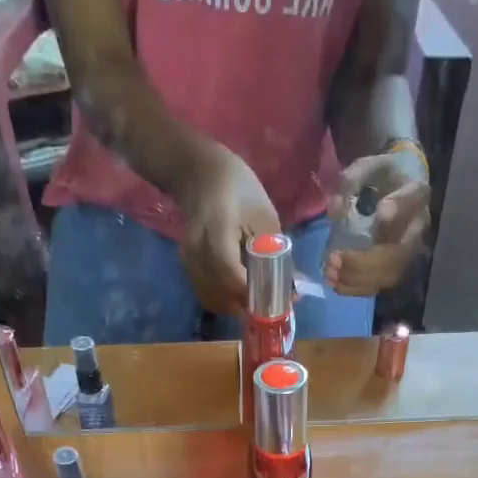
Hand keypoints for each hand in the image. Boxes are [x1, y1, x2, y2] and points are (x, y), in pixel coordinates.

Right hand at [176, 145, 280, 314]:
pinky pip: (205, 293)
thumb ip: (274, 251)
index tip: (274, 302)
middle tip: (268, 305)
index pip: (232, 276)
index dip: (253, 294)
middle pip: (221, 293)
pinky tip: (237, 295)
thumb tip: (290, 286)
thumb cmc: (235, 185)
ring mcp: (188, 260)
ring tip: (255, 301)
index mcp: (217, 233)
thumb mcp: (263, 213)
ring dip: (234, 306)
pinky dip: (222, 300)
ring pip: (212, 298)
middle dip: (246, 305)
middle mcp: (197, 251)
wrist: (197, 171)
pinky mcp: (186, 266)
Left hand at [324, 149, 430, 296]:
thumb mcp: (368, 168)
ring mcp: (409, 252)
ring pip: (388, 274)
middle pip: (398, 252)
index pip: (412, 199)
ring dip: (357, 278)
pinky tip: (336, 284)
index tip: (381, 211)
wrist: (396, 189)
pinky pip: (379, 285)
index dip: (399, 207)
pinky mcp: (396, 268)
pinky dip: (356, 288)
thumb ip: (352, 180)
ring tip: (330, 274)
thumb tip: (335, 210)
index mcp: (416, 193)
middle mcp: (418, 227)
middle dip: (364, 261)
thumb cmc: (381, 177)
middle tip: (334, 259)